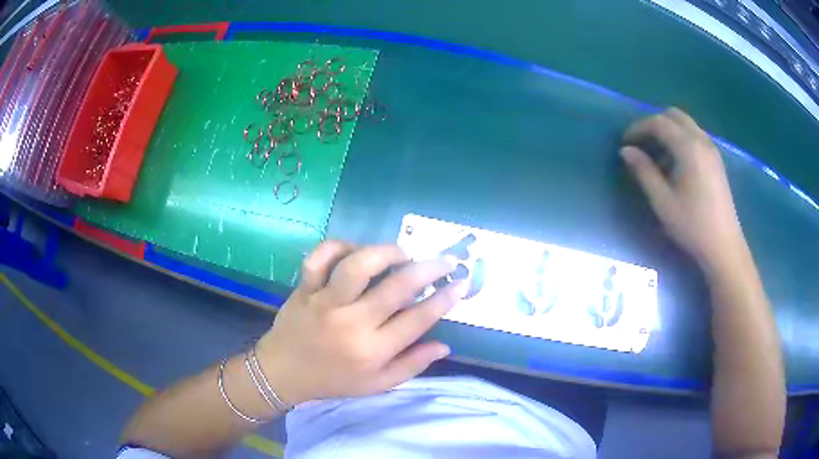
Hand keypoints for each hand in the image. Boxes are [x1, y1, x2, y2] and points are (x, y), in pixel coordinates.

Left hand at [256, 242, 466, 405]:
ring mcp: (325, 301)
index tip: (461, 284)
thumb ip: (412, 366)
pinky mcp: (305, 288)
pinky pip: (319, 257)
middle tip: (446, 260)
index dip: (444, 299)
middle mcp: (351, 323)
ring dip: (386, 253)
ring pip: (358, 265)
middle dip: (429, 269)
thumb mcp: (377, 385)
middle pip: (396, 287)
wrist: (282, 372)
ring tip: (402, 253)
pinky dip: (338, 246)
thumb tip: (445, 346)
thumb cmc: (333, 381)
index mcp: (372, 350)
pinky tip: (355, 250)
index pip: (417, 320)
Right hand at [620, 108, 745, 271]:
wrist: (723, 246)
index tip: (625, 143)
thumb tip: (626, 151)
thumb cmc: (692, 225)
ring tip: (657, 155)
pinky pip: (695, 135)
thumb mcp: (663, 201)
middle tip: (641, 143)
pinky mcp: (716, 160)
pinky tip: (675, 162)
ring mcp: (711, 149)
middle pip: (673, 115)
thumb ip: (643, 171)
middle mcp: (701, 140)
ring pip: (686, 124)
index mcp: (688, 147)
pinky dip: (680, 138)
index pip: (658, 123)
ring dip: (668, 130)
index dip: (638, 128)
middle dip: (653, 123)